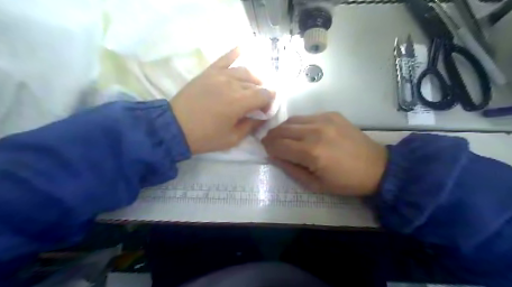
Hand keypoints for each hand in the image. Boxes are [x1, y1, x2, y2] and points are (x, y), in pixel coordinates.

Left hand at [172, 47, 275, 154]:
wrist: (175, 128)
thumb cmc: (205, 137)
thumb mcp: (232, 138)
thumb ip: (251, 125)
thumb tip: (261, 116)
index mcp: (240, 102)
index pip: (265, 94)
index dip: (269, 102)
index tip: (265, 112)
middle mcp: (232, 84)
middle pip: (256, 84)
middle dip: (261, 94)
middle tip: (257, 105)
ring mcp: (219, 75)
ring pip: (245, 71)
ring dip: (253, 79)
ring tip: (252, 87)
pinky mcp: (208, 72)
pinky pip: (225, 58)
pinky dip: (235, 53)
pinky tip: (243, 48)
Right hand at [262, 112, 385, 194]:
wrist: (376, 167)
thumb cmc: (344, 182)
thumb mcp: (314, 184)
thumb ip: (291, 169)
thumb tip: (274, 156)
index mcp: (311, 152)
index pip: (278, 145)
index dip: (268, 148)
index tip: (265, 150)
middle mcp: (315, 131)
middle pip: (282, 129)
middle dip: (271, 137)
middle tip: (269, 143)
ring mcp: (324, 119)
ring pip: (292, 120)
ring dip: (283, 128)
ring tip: (282, 136)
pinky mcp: (332, 114)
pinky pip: (307, 116)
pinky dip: (298, 124)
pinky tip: (301, 132)